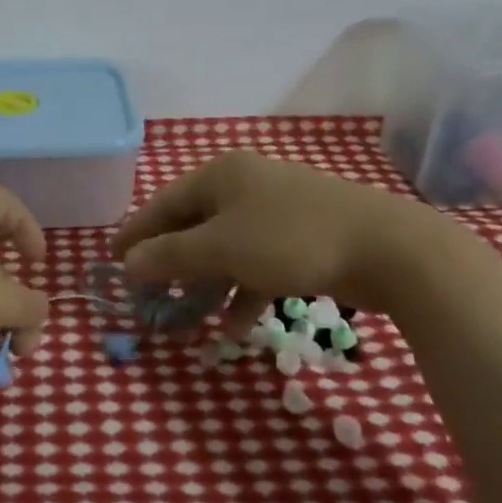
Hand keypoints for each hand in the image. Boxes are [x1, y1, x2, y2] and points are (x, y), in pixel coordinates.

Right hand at [111, 150, 448, 333]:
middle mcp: (246, 185)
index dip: (136, 234)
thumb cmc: (290, 239)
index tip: (111, 261)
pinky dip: (245, 290)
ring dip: (208, 284)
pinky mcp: (304, 236)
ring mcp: (278, 210)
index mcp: (220, 175)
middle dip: (173, 264)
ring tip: (192, 318)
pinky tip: (239, 326)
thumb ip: (169, 256)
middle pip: (194, 226)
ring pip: (227, 247)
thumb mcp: (221, 249)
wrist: (390, 249)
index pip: (163, 204)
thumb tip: (127, 263)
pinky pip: (259, 261)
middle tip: (151, 295)